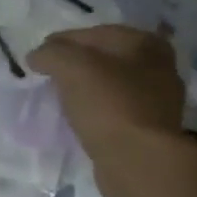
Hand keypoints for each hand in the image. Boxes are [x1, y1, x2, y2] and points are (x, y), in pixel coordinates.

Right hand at [30, 25, 196, 196]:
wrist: (139, 162)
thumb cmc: (109, 106)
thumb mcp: (72, 67)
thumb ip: (51, 54)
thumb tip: (37, 56)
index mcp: (145, 43)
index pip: (94, 33)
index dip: (61, 42)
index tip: (36, 58)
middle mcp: (159, 67)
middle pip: (105, 59)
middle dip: (76, 66)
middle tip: (48, 78)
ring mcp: (158, 101)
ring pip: (111, 87)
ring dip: (86, 91)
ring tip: (60, 100)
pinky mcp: (150, 131)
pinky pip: (115, 113)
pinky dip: (96, 113)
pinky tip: (80, 121)